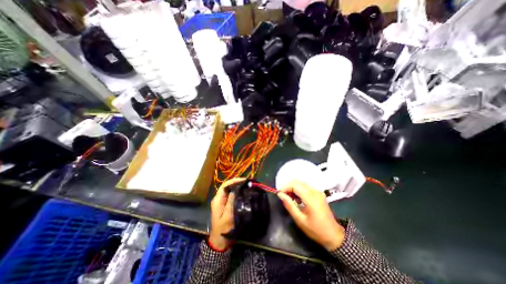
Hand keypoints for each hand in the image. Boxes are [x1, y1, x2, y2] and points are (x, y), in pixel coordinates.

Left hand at [207, 178, 242, 249]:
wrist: (220, 241)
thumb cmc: (223, 229)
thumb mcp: (227, 216)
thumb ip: (230, 202)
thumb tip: (235, 190)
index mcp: (217, 200)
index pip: (225, 185)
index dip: (234, 181)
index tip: (243, 180)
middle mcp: (219, 198)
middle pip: (227, 186)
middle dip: (237, 182)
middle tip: (247, 182)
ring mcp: (222, 201)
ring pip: (230, 190)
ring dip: (237, 186)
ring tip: (247, 185)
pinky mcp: (225, 204)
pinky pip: (231, 195)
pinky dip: (237, 192)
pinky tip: (243, 192)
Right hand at [278, 180, 345, 250]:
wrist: (334, 235)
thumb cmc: (316, 230)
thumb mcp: (300, 220)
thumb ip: (289, 205)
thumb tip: (280, 194)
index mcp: (311, 198)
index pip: (295, 185)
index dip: (285, 187)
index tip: (278, 193)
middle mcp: (315, 191)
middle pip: (298, 182)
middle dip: (288, 186)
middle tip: (282, 194)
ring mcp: (317, 191)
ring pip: (301, 183)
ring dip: (292, 187)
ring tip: (287, 196)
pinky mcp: (318, 193)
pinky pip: (305, 187)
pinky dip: (298, 189)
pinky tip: (295, 197)